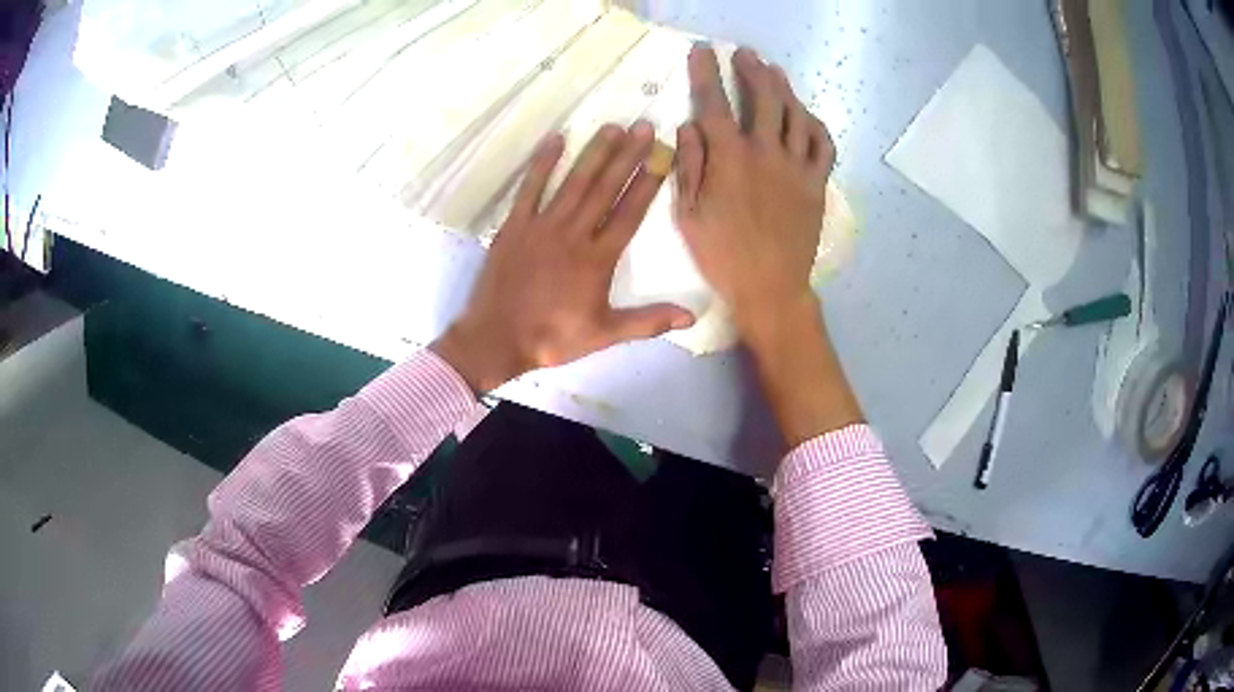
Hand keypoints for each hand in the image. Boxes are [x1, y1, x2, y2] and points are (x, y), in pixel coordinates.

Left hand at [432, 122, 693, 392]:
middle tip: (643, 127)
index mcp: (597, 259)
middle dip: (627, 156)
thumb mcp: (604, 335)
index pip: (629, 212)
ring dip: (594, 153)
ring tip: (612, 127)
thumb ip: (648, 321)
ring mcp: (542, 226)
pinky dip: (542, 164)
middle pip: (605, 188)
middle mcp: (573, 234)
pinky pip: (530, 189)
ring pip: (573, 182)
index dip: (648, 182)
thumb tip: (691, 317)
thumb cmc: (552, 338)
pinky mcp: (514, 226)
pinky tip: (555, 140)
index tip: (662, 156)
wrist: (496, 340)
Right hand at [676, 46, 861, 445]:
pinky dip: (815, 124)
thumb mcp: (689, 215)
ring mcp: (796, 166)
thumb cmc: (722, 255)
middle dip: (751, 69)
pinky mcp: (816, 183)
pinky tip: (805, 115)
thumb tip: (689, 126)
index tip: (702, 51)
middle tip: (745, 54)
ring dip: (783, 87)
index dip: (705, 72)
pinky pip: (823, 144)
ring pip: (794, 113)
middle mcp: (765, 152)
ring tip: (774, 72)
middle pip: (761, 97)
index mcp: (729, 158)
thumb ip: (690, 165)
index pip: (714, 103)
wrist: (770, 288)